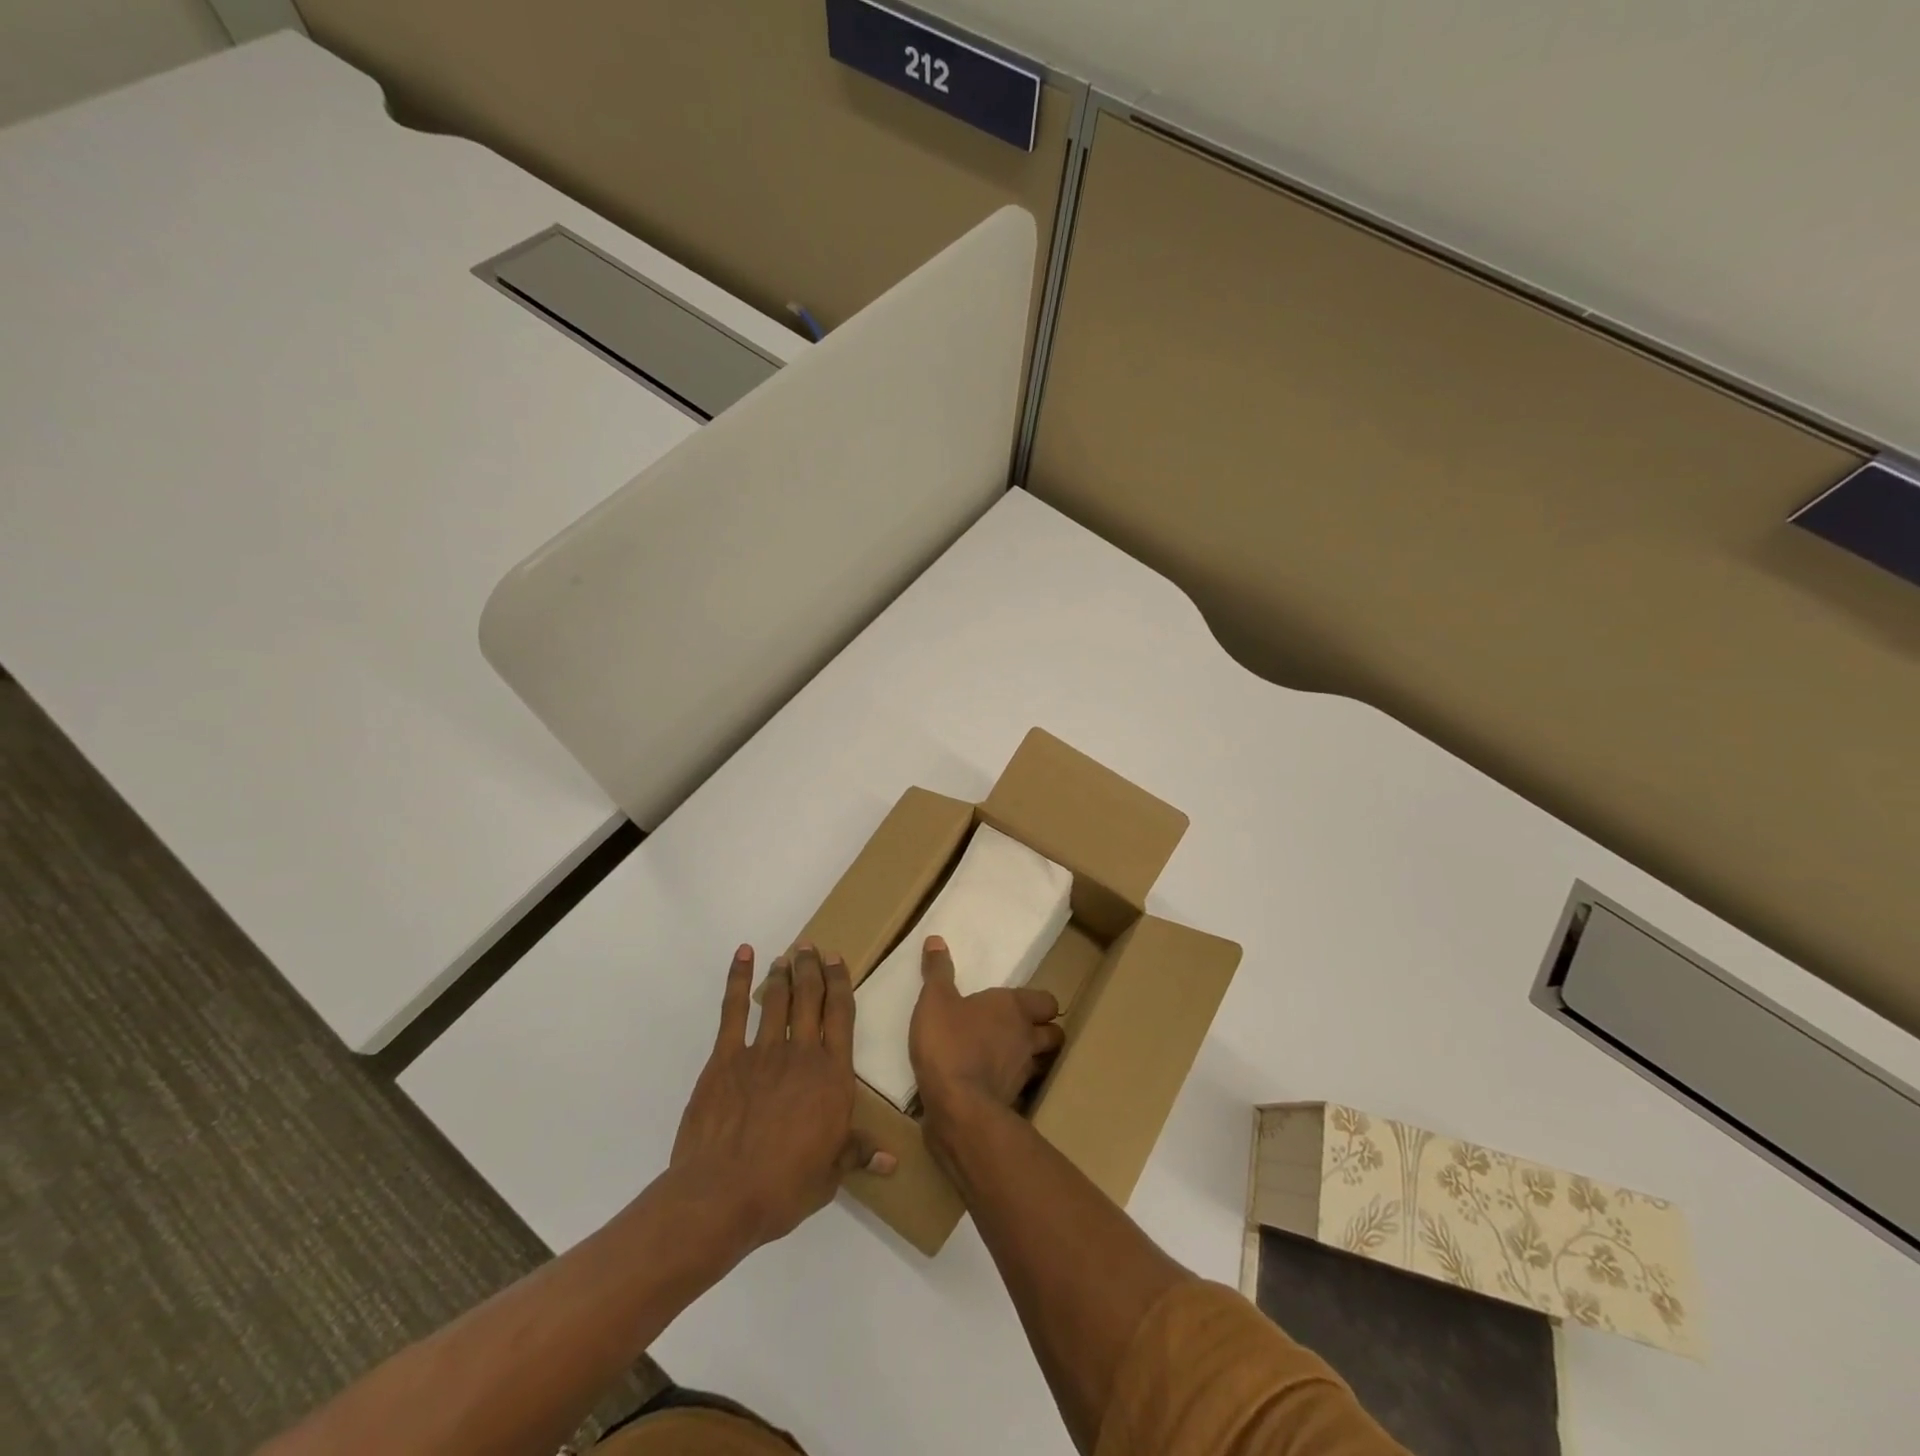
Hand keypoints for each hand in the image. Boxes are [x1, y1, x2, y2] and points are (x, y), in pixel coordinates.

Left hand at [670, 943, 894, 1253]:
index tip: (838, 960)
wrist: (723, 1194)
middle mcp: (802, 1053)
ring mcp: (762, 1052)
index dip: (840, 983)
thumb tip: (892, 1160)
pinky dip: (738, 979)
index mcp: (833, 1075)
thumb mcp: (830, 1175)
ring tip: (787, 955)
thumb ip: (858, 1153)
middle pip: (811, 997)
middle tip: (811, 948)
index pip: (841, 1015)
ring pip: (778, 999)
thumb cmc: (784, 1186)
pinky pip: (733, 1010)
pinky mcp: (726, 1058)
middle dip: (812, 968)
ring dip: (783, 973)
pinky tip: (744, 956)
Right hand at [909, 935, 1064, 1125]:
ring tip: (1007, 1056)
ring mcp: (1023, 1073)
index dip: (1038, 1004)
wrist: (957, 1107)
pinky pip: (1018, 1088)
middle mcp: (1027, 1038)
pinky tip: (989, 1082)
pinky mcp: (1011, 1102)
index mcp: (1014, 1008)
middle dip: (1042, 1031)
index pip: (1047, 1002)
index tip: (1021, 1005)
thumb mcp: (935, 1000)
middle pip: (1053, 1033)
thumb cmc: (950, 1042)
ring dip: (1030, 1059)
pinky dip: (1009, 1084)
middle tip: (1019, 1029)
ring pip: (1040, 1062)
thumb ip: (938, 971)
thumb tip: (936, 939)